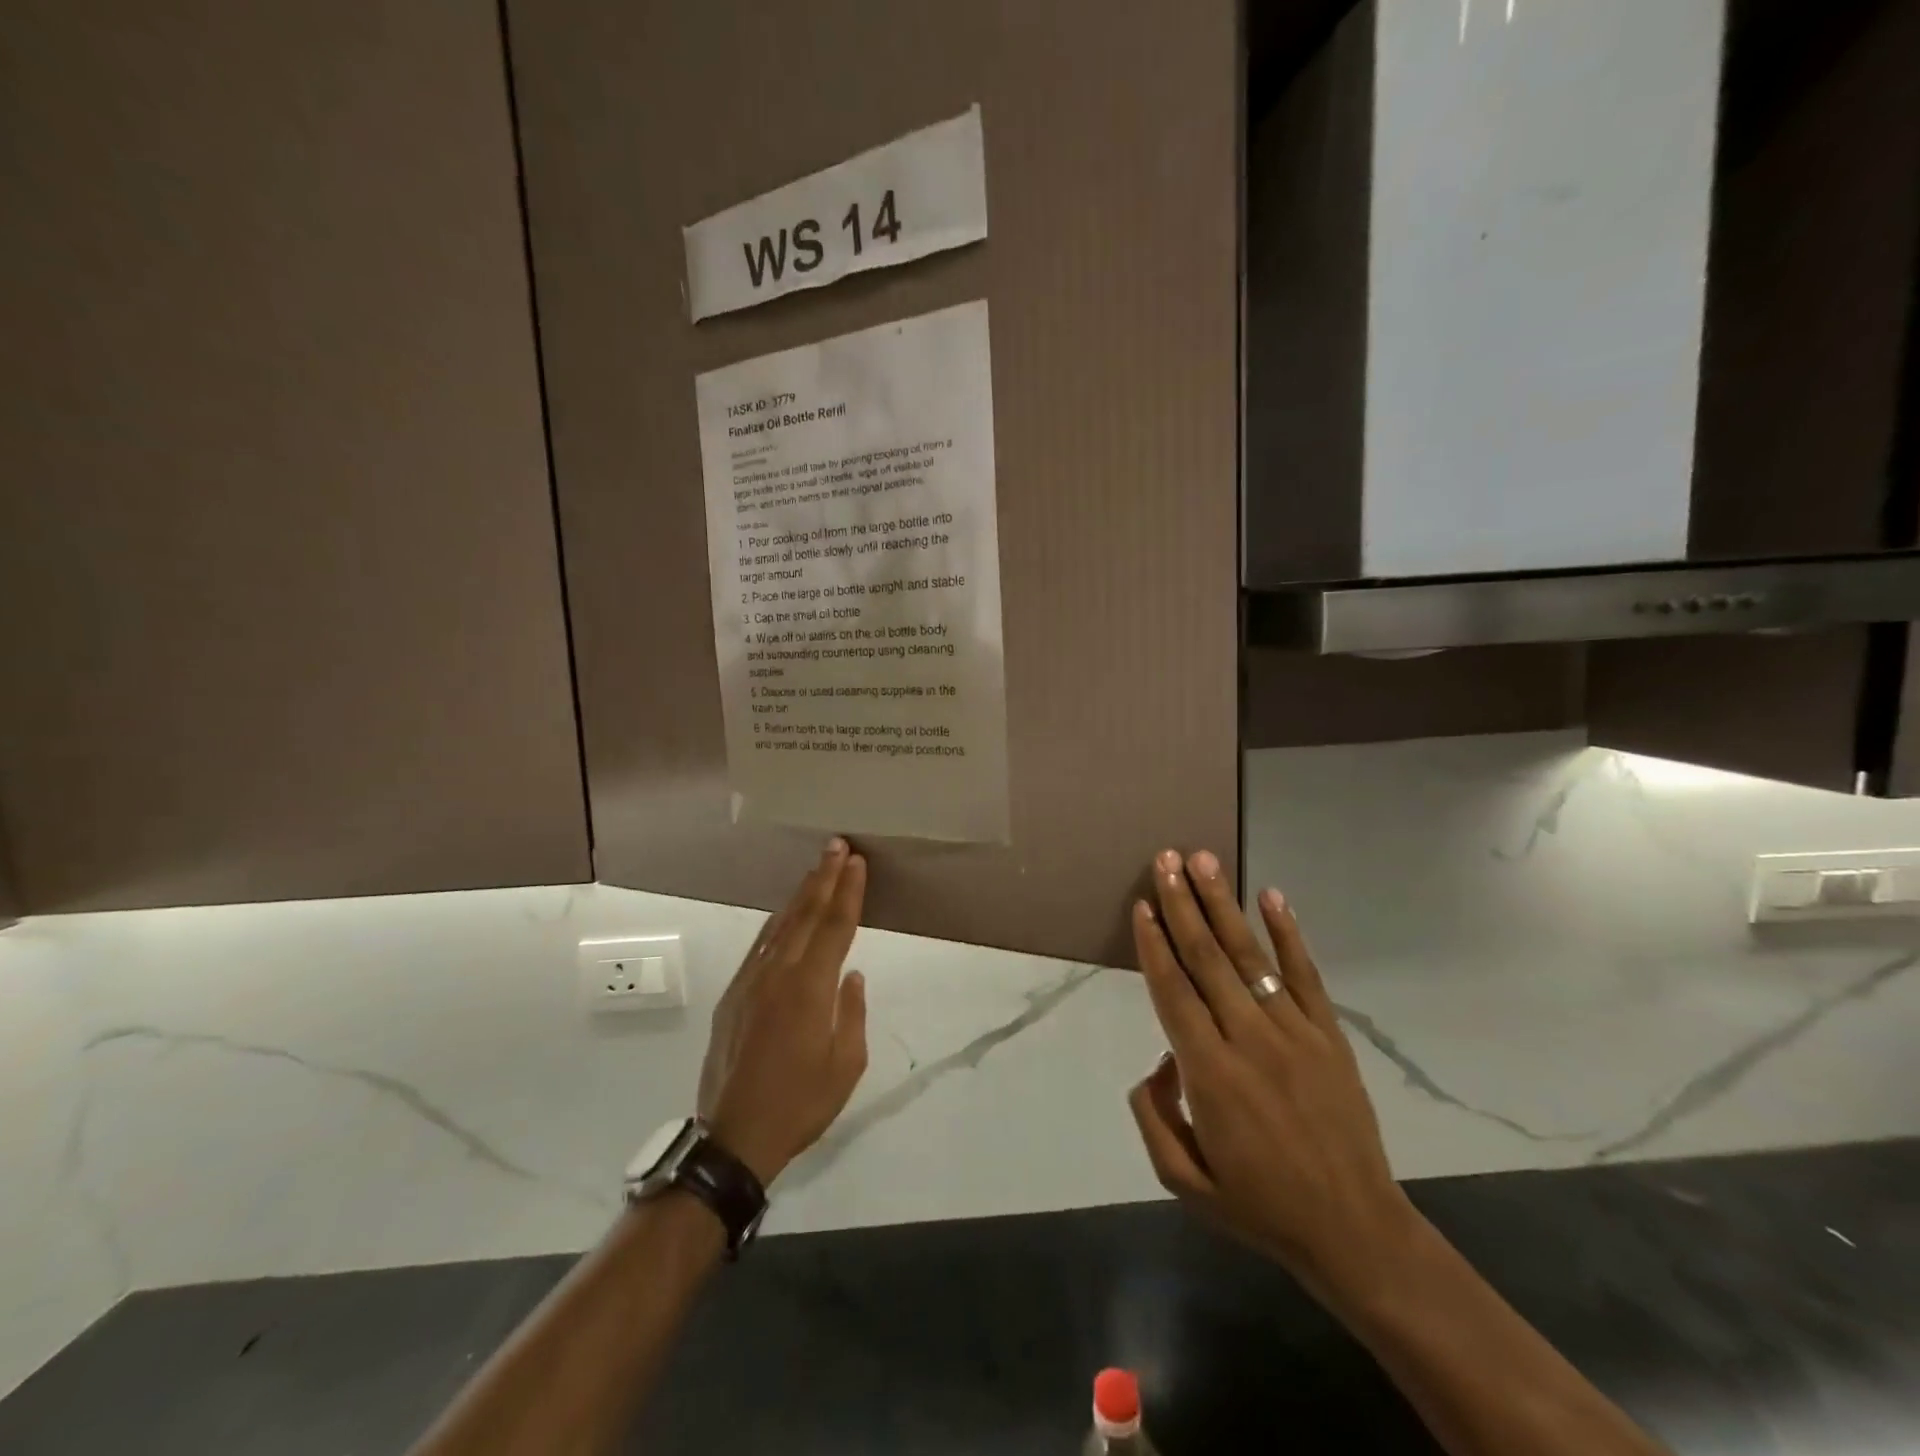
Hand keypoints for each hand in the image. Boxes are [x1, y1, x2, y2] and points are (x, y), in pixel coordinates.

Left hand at [697, 838, 869, 1184]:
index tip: (856, 861)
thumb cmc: (800, 1104)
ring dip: (800, 894)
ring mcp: (749, 982)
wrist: (732, 1137)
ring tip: (815, 868)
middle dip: (823, 877)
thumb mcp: (846, 1065)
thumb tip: (851, 975)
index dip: (847, 891)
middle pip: (805, 914)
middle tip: (836, 845)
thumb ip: (851, 1012)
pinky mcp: (732, 996)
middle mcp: (777, 974)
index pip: (835, 927)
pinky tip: (784, 914)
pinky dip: (777, 923)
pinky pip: (760, 946)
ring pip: (780, 926)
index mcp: (809, 989)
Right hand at [1127, 849, 1416, 1309]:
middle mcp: (1249, 1040)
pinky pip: (1305, 975)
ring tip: (1204, 860)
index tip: (1141, 905)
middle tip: (1165, 859)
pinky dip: (1288, 933)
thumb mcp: (1183, 1181)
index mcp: (1210, 1074)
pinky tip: (1272, 896)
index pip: (1173, 992)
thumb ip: (1153, 1116)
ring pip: (1249, 956)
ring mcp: (1294, 1033)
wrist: (1355, 1231)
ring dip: (1223, 904)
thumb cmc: (1260, 1206)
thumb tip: (1159, 1062)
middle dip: (1182, 904)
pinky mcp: (1329, 1036)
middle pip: (1207, 959)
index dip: (1154, 945)